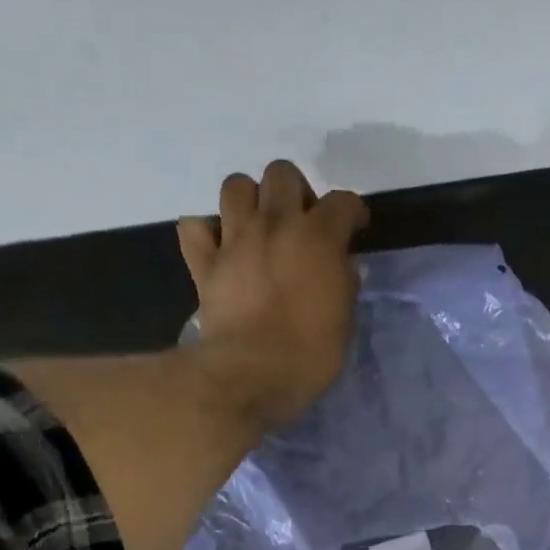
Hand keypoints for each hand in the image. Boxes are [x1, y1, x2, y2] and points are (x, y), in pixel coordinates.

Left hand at [176, 160, 368, 433]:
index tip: (354, 228)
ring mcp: (235, 240)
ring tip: (259, 228)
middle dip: (295, 192)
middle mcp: (275, 225)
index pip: (342, 202)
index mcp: (318, 238)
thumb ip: (343, 284)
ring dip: (250, 200)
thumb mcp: (344, 322)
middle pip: (282, 174)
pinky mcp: (205, 264)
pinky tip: (219, 248)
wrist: (252, 375)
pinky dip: (206, 232)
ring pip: (236, 186)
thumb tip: (341, 265)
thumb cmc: (309, 355)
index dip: (351, 212)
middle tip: (301, 223)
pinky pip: (195, 227)